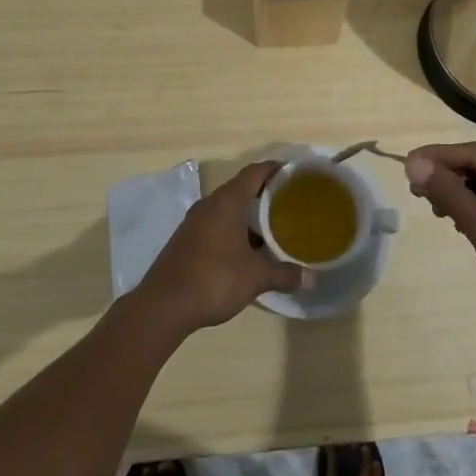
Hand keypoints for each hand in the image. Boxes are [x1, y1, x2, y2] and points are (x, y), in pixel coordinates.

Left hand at [137, 162, 304, 334]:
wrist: (164, 306)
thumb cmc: (214, 279)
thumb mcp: (256, 278)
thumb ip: (284, 274)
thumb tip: (311, 278)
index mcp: (228, 201)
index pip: (255, 172)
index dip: (275, 169)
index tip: (295, 174)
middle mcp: (210, 204)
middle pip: (241, 188)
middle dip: (264, 194)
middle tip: (289, 204)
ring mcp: (194, 222)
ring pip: (227, 208)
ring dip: (247, 214)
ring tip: (272, 228)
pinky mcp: (186, 240)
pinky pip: (215, 224)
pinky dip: (233, 229)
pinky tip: (245, 250)